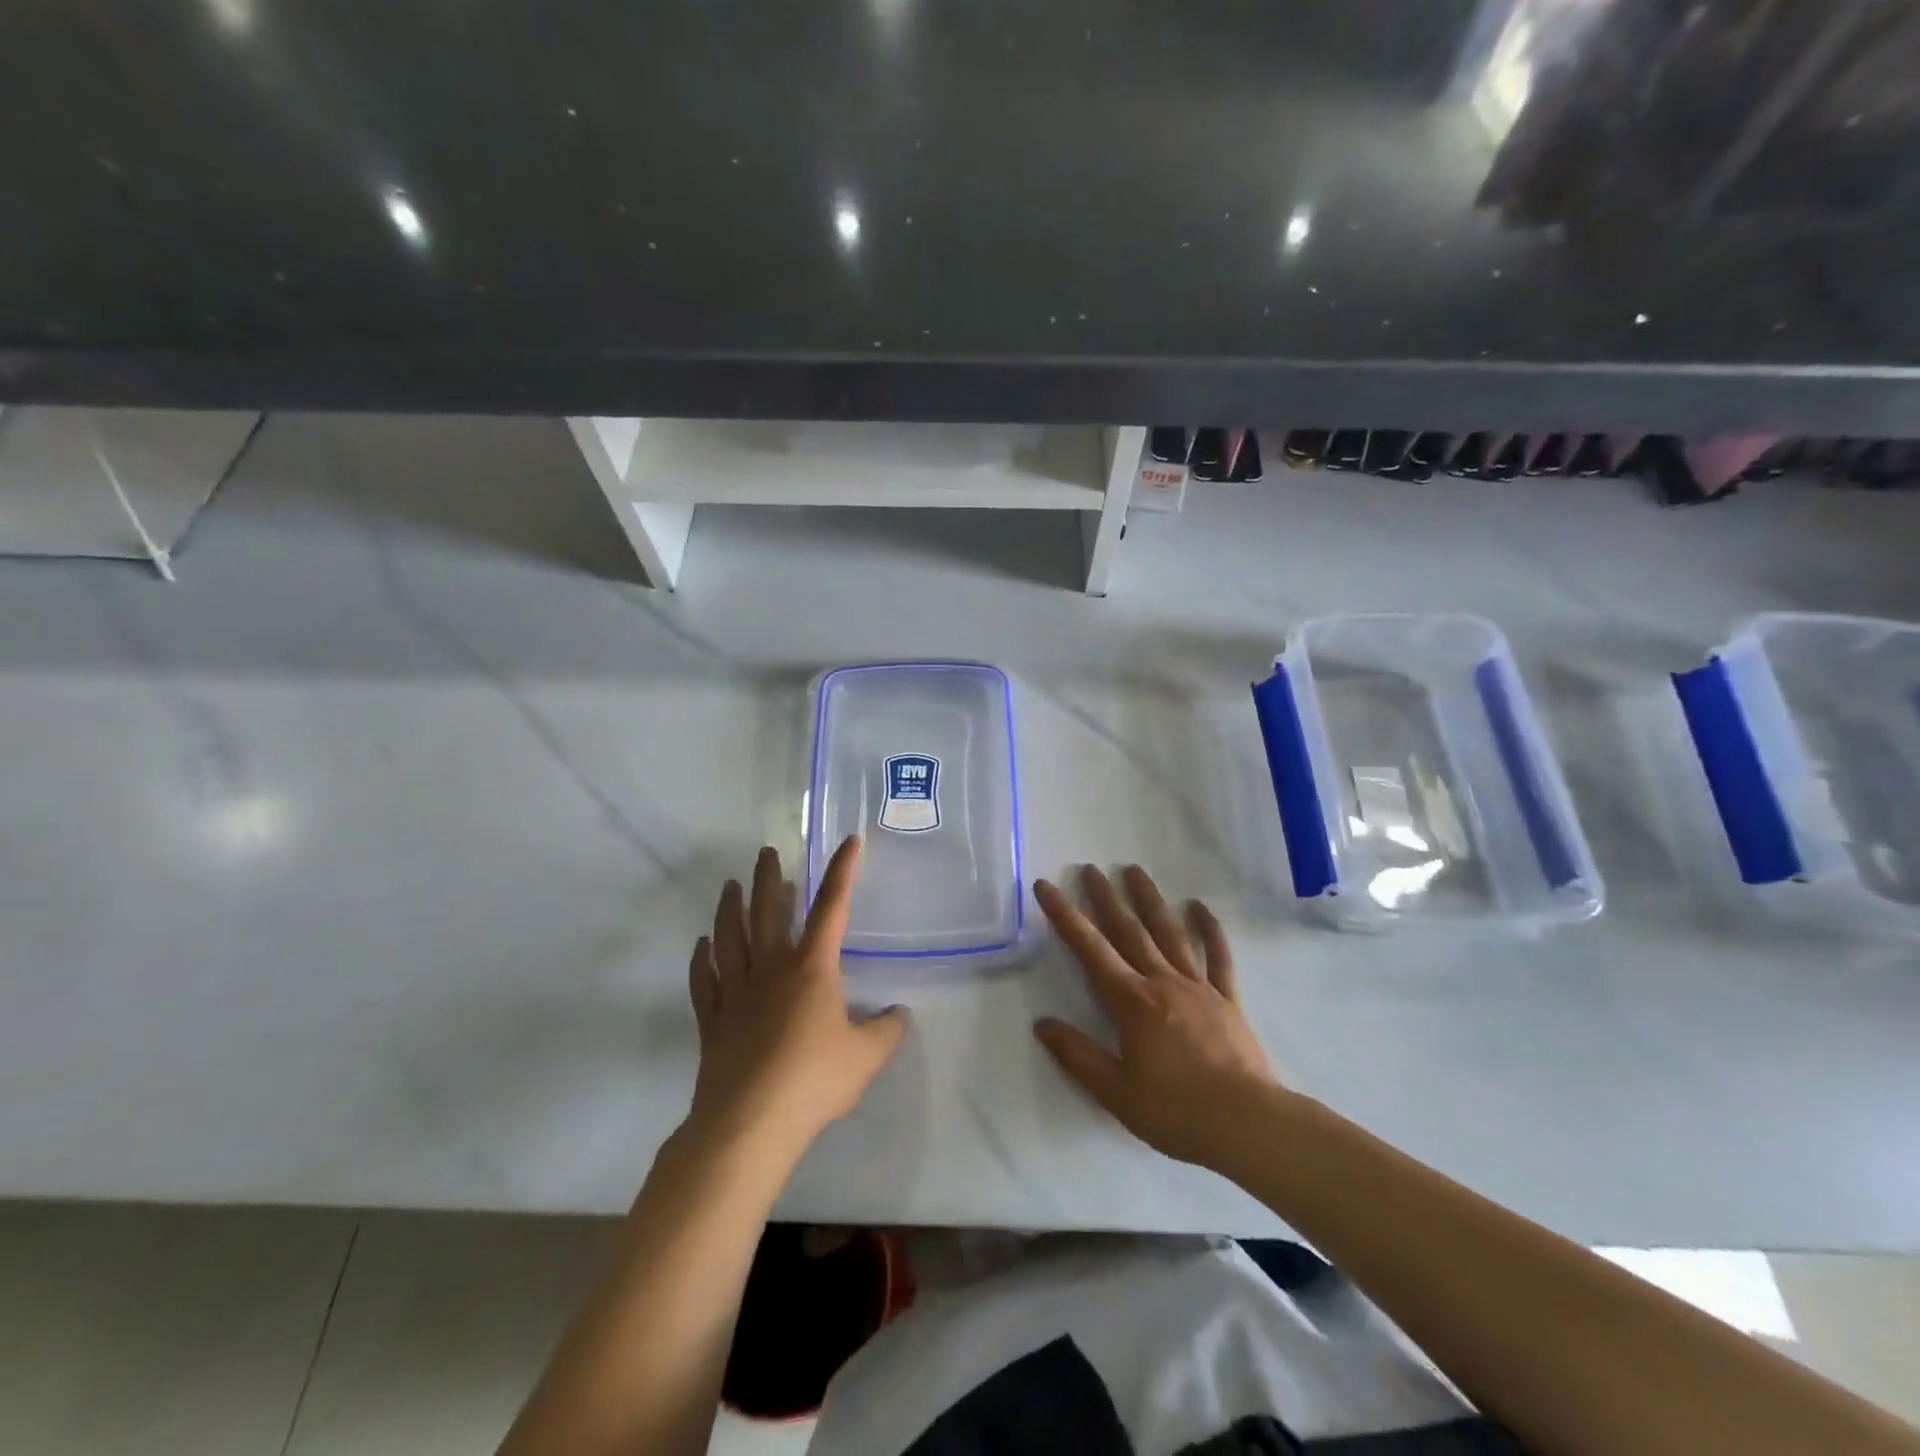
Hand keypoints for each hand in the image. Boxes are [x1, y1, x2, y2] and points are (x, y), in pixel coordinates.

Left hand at [685, 837, 907, 1164]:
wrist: (750, 1123)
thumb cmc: (814, 1081)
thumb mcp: (867, 1057)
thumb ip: (886, 1030)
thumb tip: (898, 1013)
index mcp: (811, 968)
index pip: (832, 908)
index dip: (843, 872)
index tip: (849, 841)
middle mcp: (771, 969)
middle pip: (768, 912)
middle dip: (770, 878)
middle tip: (767, 852)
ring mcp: (735, 992)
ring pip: (730, 938)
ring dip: (730, 908)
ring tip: (730, 885)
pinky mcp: (712, 1020)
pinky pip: (703, 980)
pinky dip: (700, 958)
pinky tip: (702, 945)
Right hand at [1033, 865, 1283, 1171]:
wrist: (1247, 1124)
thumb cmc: (1176, 1111)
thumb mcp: (1115, 1092)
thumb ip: (1077, 1055)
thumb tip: (1042, 1023)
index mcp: (1131, 1002)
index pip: (1090, 949)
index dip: (1065, 916)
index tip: (1047, 887)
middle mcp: (1161, 982)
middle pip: (1128, 931)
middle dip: (1106, 898)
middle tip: (1091, 868)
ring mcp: (1198, 986)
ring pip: (1169, 933)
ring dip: (1150, 900)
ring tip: (1134, 871)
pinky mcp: (1227, 999)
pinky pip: (1217, 957)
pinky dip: (1209, 929)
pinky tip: (1199, 907)